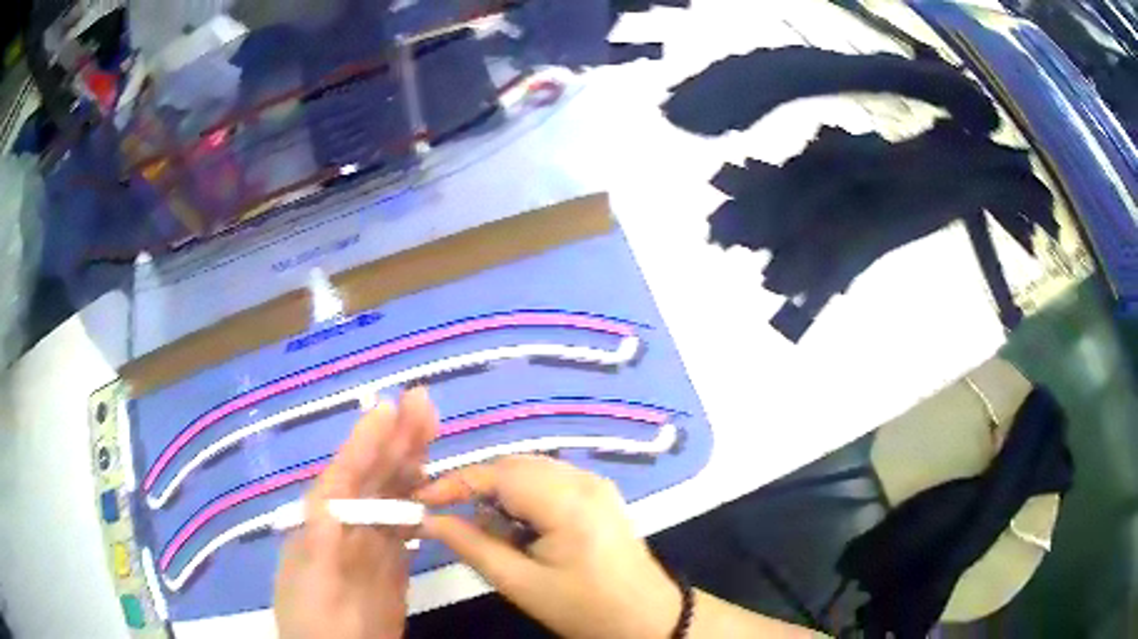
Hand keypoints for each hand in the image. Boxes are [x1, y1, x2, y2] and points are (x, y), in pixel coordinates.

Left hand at [274, 387, 436, 638]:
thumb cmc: (312, 618)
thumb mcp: (310, 580)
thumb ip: (319, 542)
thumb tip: (328, 501)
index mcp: (322, 522)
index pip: (346, 473)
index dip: (366, 441)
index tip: (389, 408)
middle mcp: (348, 525)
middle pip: (374, 476)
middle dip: (396, 440)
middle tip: (422, 403)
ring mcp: (372, 545)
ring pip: (393, 496)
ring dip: (411, 464)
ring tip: (430, 430)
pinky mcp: (393, 566)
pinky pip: (407, 527)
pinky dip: (420, 504)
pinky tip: (432, 487)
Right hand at [417, 455, 681, 638]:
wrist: (648, 618)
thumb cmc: (585, 608)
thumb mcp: (522, 585)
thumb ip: (472, 547)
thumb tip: (429, 520)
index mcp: (567, 502)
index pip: (497, 474)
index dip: (454, 482)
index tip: (420, 500)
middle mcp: (583, 480)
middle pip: (513, 466)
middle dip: (477, 488)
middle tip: (451, 519)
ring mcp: (595, 483)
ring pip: (529, 471)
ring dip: (501, 494)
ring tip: (492, 533)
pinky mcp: (599, 494)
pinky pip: (549, 481)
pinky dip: (524, 498)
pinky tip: (521, 529)